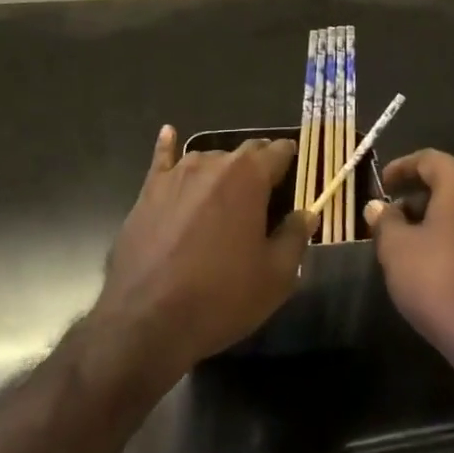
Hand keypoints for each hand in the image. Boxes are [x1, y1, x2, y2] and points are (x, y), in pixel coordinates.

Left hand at [92, 126, 313, 381]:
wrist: (147, 318)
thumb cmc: (221, 296)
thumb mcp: (274, 277)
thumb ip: (295, 238)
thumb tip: (307, 213)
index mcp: (249, 176)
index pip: (278, 151)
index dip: (290, 158)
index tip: (297, 171)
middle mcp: (213, 163)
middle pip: (244, 152)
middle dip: (259, 164)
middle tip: (267, 190)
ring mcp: (177, 174)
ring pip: (209, 159)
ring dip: (223, 171)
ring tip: (227, 194)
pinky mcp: (148, 191)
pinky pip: (162, 159)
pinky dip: (168, 147)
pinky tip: (168, 134)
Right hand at [366, 150, 453, 397]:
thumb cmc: (442, 286)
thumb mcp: (397, 251)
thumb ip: (385, 222)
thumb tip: (378, 207)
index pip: (428, 159)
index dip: (401, 168)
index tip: (382, 184)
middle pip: (453, 182)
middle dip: (422, 195)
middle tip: (397, 216)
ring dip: (446, 217)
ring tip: (421, 242)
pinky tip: (452, 264)